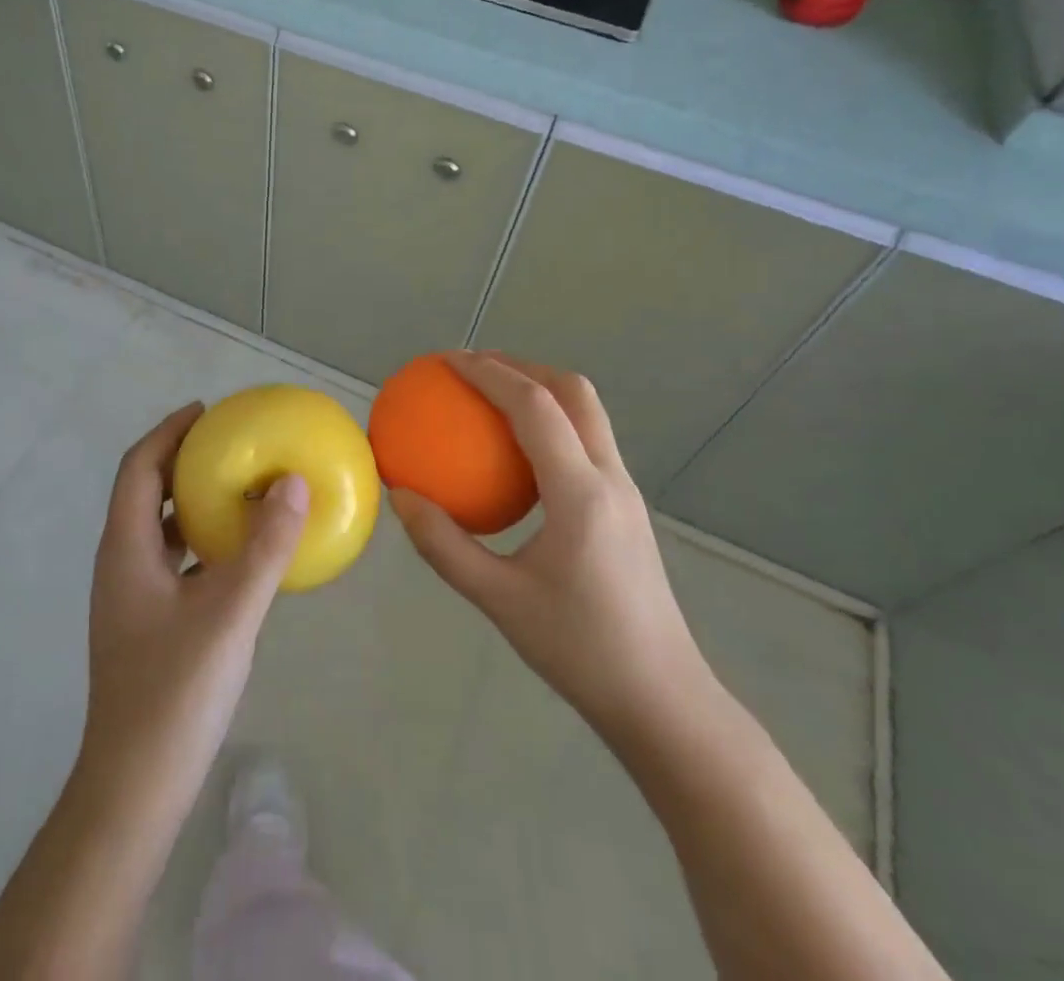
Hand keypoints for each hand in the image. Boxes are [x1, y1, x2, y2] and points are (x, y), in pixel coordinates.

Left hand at [79, 403, 308, 794]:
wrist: (135, 788)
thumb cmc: (174, 691)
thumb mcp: (229, 612)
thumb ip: (264, 547)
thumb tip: (294, 482)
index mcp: (125, 549)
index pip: (138, 467)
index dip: (168, 431)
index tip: (207, 411)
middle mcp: (121, 564)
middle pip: (145, 491)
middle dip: (182, 460)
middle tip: (230, 444)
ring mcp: (131, 598)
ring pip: (159, 529)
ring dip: (192, 502)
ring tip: (239, 489)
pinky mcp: (147, 625)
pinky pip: (173, 561)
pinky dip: (201, 542)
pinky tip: (238, 556)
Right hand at [390, 353, 715, 744]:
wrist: (664, 701)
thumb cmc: (580, 650)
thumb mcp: (498, 600)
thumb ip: (443, 545)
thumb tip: (399, 496)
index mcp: (580, 493)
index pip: (534, 406)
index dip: (489, 372)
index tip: (446, 361)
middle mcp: (610, 477)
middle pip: (573, 391)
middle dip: (521, 365)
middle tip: (470, 369)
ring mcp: (626, 491)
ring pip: (587, 412)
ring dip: (540, 388)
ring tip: (491, 396)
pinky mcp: (627, 507)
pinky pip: (587, 441)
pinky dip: (550, 422)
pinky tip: (516, 453)